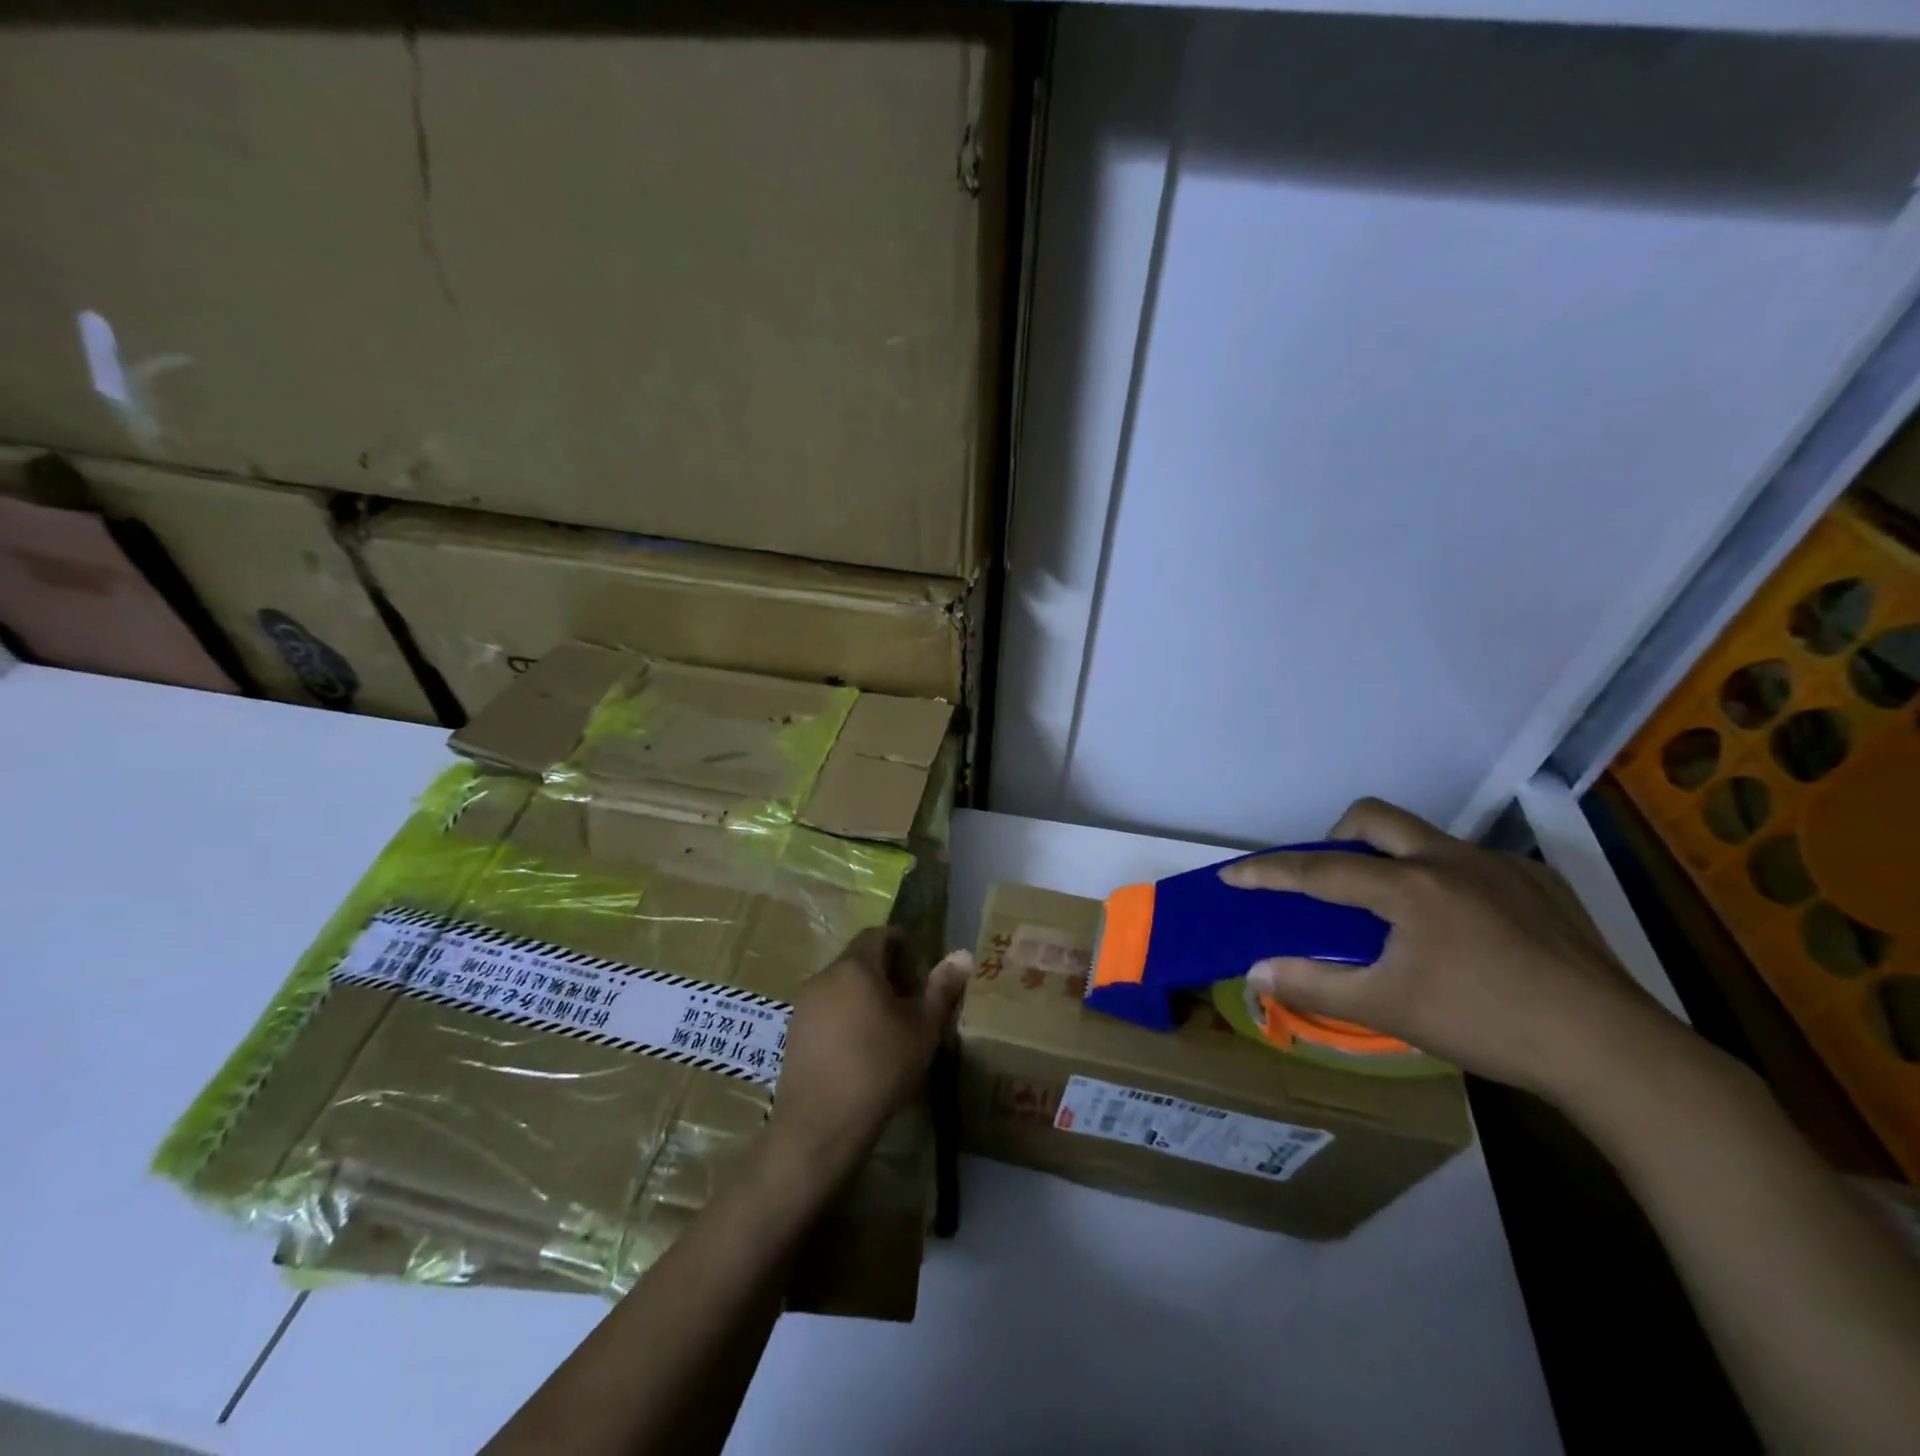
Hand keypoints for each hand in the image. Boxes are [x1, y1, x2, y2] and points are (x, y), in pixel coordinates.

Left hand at [767, 928, 971, 1176]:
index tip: (920, 968)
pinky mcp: (793, 1032)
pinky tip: (860, 1047)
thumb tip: (962, 955)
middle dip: (886, 971)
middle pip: (858, 959)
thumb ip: (941, 988)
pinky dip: (845, 1015)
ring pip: (841, 985)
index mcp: (855, 966)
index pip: (878, 934)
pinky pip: (825, 1009)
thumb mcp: (922, 1028)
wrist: (821, 1123)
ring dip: (865, 994)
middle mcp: (824, 976)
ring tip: (888, 1026)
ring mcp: (804, 1005)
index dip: (901, 944)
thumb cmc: (880, 1066)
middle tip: (911, 1000)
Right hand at [1220, 797, 1683, 1102]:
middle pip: (1372, 817)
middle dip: (1334, 836)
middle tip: (1331, 880)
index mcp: (1409, 886)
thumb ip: (1314, 985)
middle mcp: (1450, 859)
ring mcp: (1501, 866)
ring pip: (1425, 836)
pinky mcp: (1541, 882)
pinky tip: (1466, 929)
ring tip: (1399, 911)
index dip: (1270, 872)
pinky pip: (1473, 862)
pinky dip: (1447, 880)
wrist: (1614, 1050)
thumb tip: (1255, 972)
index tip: (1233, 874)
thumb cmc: (1487, 1024)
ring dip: (1393, 857)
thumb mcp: (1388, 1008)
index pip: (1320, 870)